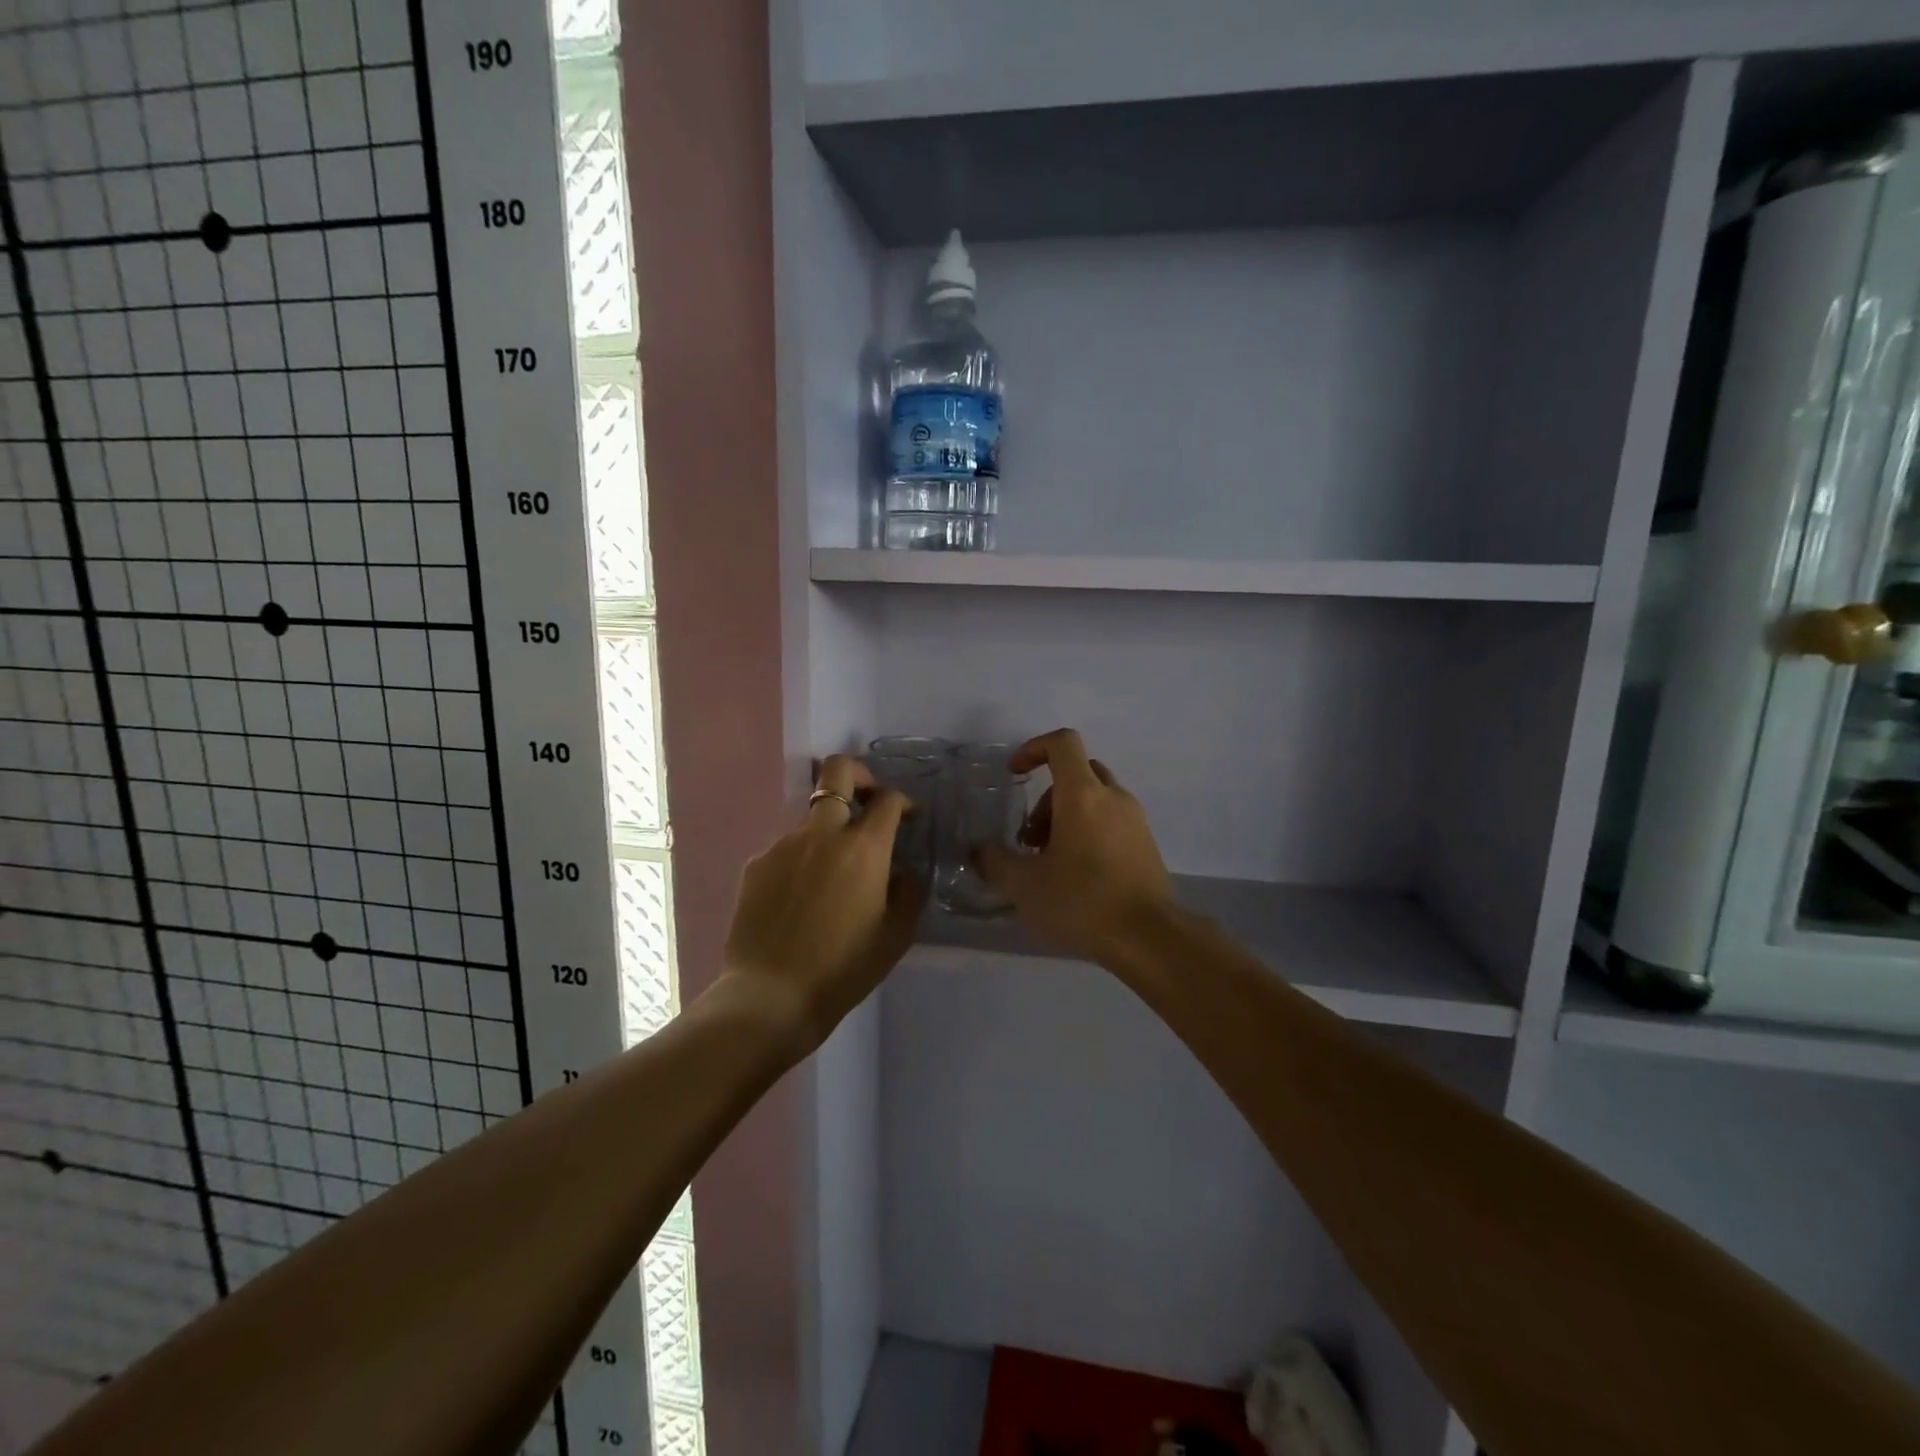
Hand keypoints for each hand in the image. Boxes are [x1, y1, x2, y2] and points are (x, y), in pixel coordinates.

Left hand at [722, 755, 925, 1041]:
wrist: (772, 995)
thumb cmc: (844, 968)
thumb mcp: (896, 934)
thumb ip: (907, 890)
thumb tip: (901, 870)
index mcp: (863, 848)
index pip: (887, 799)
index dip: (903, 800)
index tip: (908, 816)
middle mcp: (822, 833)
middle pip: (837, 771)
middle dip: (858, 775)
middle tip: (867, 800)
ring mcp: (784, 845)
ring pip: (812, 818)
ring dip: (829, 831)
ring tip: (831, 875)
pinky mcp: (757, 864)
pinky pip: (787, 849)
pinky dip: (801, 861)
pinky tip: (801, 898)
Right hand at [977, 729, 1175, 966]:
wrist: (1149, 938)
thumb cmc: (1082, 901)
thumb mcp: (1025, 886)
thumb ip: (995, 863)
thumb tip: (980, 852)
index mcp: (1083, 794)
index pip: (1062, 743)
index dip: (1033, 748)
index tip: (1015, 774)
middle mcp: (1113, 797)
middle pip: (1077, 773)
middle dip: (1046, 798)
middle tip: (1030, 840)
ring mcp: (1135, 821)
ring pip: (1095, 799)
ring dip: (1066, 818)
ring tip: (1050, 863)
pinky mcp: (1146, 845)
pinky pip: (1112, 822)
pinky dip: (1089, 833)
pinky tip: (1077, 876)